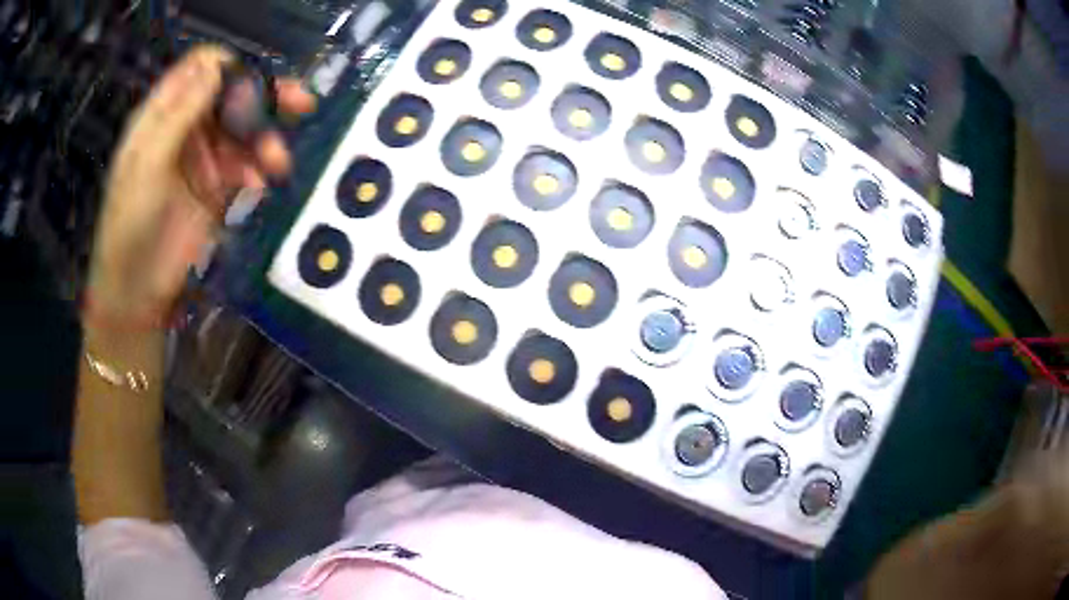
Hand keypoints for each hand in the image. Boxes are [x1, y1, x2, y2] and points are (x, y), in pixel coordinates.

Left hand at [87, 46, 315, 323]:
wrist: (136, 292)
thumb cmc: (130, 226)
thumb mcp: (147, 166)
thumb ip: (178, 116)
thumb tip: (217, 66)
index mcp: (163, 114)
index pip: (202, 68)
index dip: (230, 68)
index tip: (253, 85)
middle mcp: (186, 127)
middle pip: (231, 93)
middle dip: (265, 96)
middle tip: (301, 103)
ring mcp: (203, 156)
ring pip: (244, 129)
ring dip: (265, 140)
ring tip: (277, 164)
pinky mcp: (217, 187)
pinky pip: (246, 165)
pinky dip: (258, 170)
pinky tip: (261, 185)